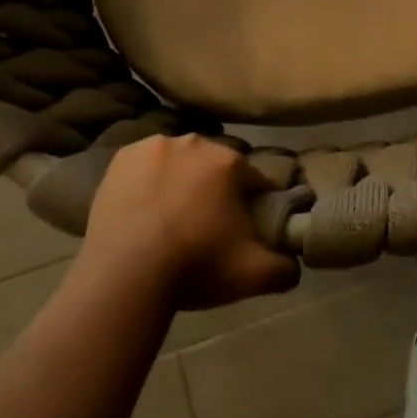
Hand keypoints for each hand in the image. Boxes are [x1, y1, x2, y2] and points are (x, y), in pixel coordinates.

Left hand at [81, 134, 300, 309]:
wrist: (124, 275)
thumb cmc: (195, 267)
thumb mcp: (254, 276)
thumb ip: (286, 267)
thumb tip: (294, 262)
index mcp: (230, 161)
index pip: (254, 179)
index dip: (253, 204)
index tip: (244, 230)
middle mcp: (195, 142)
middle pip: (215, 166)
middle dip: (216, 189)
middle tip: (206, 226)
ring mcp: (154, 146)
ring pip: (180, 161)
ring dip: (181, 181)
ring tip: (170, 219)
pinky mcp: (122, 158)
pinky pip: (146, 165)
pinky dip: (149, 180)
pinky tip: (144, 209)